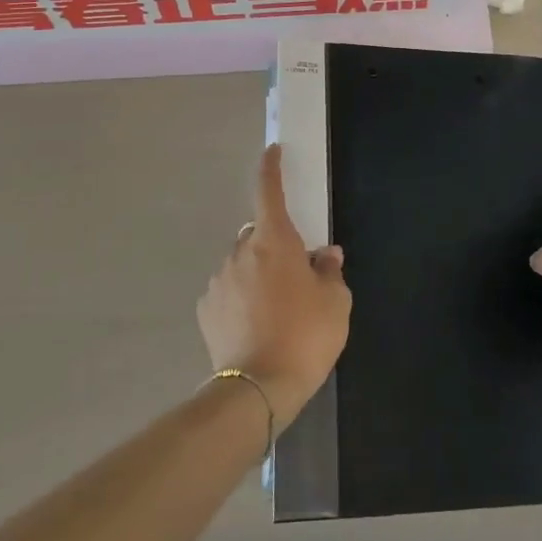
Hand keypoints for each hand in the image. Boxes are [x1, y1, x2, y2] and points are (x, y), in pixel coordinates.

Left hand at [198, 146, 350, 424]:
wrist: (258, 388)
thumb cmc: (305, 336)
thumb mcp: (335, 302)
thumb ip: (330, 271)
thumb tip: (324, 256)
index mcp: (274, 242)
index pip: (269, 192)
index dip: (271, 169)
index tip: (272, 152)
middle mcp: (241, 253)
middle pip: (258, 234)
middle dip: (274, 244)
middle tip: (296, 275)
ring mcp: (219, 281)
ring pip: (242, 264)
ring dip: (257, 273)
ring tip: (276, 310)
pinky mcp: (206, 309)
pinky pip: (228, 291)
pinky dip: (240, 297)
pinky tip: (255, 325)